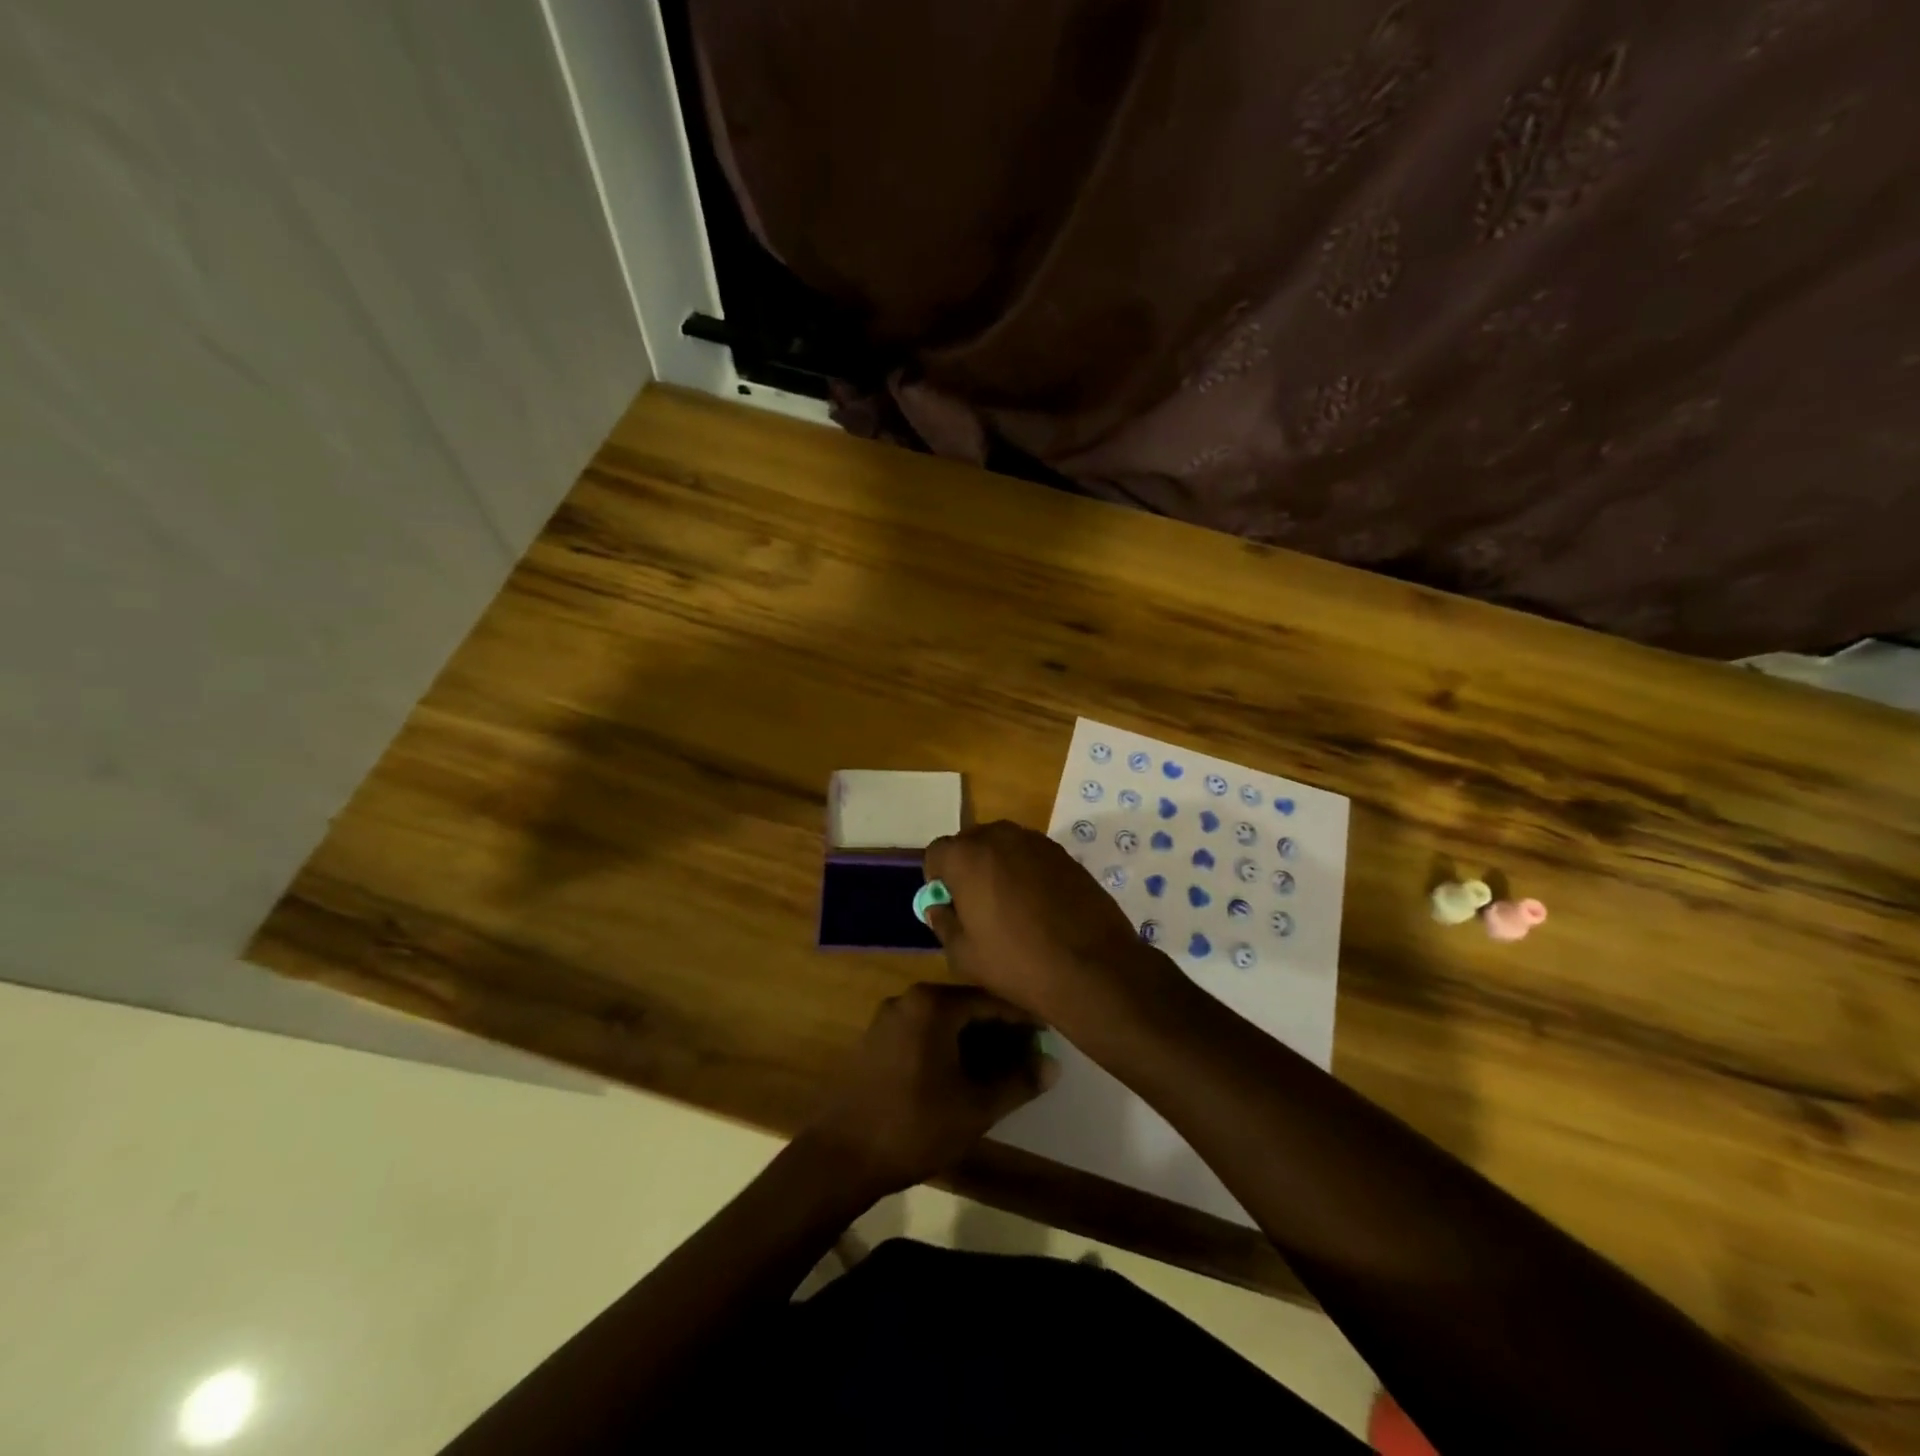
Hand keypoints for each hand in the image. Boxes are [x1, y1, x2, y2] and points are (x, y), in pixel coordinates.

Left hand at [803, 983, 1057, 1195]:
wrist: (840, 1156)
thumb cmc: (914, 1126)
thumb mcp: (975, 1108)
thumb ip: (1017, 1082)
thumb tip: (1053, 1066)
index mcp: (933, 1004)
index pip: (990, 1000)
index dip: (1022, 1019)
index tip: (1048, 1035)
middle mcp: (909, 999)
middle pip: (966, 1007)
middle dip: (999, 1031)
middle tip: (1029, 1056)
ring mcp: (888, 1018)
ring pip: (944, 1021)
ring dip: (974, 1041)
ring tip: (1003, 1069)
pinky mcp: (876, 1040)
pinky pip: (924, 1033)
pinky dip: (948, 1047)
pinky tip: (964, 1075)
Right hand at [923, 820, 1180, 1027]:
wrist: (1093, 967)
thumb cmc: (1017, 962)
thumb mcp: (964, 955)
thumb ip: (943, 923)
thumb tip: (938, 907)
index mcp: (967, 856)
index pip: (936, 852)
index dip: (937, 879)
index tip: (948, 905)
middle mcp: (1000, 836)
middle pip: (970, 842)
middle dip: (967, 867)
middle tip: (977, 905)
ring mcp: (1036, 842)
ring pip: (1003, 846)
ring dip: (998, 866)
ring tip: (1010, 906)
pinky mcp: (1064, 853)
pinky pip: (1031, 855)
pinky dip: (1026, 871)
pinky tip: (1038, 905)